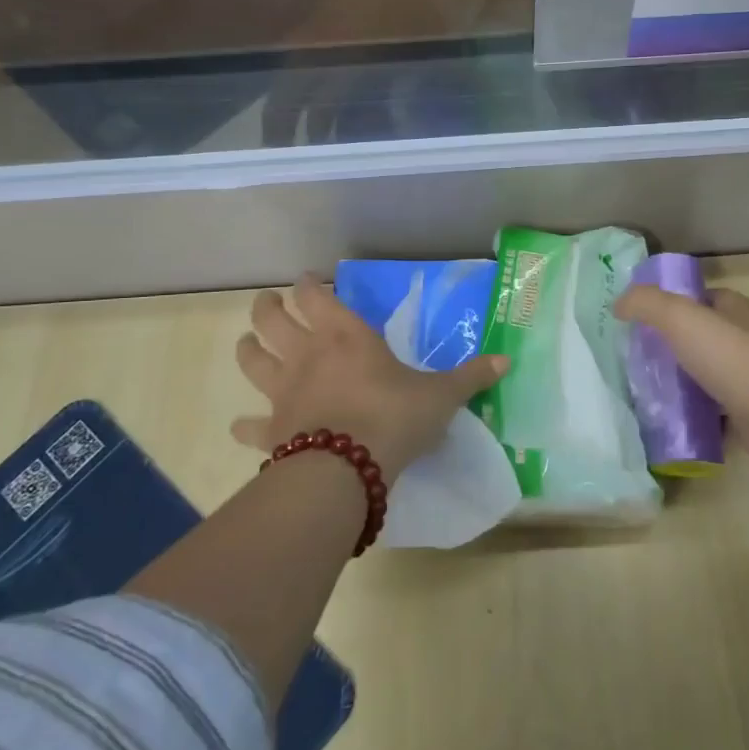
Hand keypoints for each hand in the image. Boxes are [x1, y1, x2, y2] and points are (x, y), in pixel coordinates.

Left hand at [232, 275, 507, 473]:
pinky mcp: (271, 430)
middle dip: (267, 307)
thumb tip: (507, 361)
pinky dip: (244, 425)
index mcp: (345, 336)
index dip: (310, 285)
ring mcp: (283, 392)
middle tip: (269, 302)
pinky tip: (241, 427)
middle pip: (271, 319)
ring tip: (247, 344)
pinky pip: (250, 426)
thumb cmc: (394, 417)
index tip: (309, 280)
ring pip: (252, 360)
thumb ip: (469, 378)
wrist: (346, 469)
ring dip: (248, 349)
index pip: (316, 296)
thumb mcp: (440, 397)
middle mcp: (307, 355)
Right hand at [613, 284, 748, 489]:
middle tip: (635, 356)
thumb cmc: (730, 357)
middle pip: (698, 335)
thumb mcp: (680, 317)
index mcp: (734, 308)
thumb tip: (619, 304)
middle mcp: (744, 337)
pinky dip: (692, 410)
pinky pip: (711, 406)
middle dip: (669, 343)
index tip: (639, 320)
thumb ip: (645, 303)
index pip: (697, 298)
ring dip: (678, 378)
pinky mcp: (748, 410)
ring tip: (643, 386)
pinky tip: (667, 416)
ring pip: (703, 371)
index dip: (669, 304)